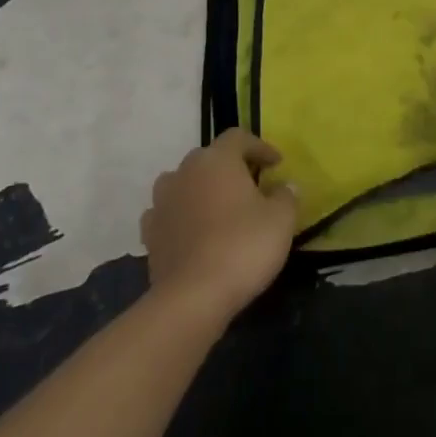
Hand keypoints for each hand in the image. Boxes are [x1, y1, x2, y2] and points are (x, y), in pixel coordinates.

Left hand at [141, 130, 298, 321]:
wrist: (192, 298)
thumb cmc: (243, 247)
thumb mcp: (281, 219)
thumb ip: (286, 196)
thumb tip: (284, 187)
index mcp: (217, 159)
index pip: (238, 138)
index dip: (260, 147)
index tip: (276, 165)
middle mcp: (185, 171)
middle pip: (210, 158)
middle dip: (230, 168)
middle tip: (251, 187)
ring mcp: (162, 201)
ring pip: (184, 182)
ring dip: (201, 190)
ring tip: (220, 209)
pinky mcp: (149, 233)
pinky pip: (168, 213)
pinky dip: (181, 217)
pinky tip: (193, 232)